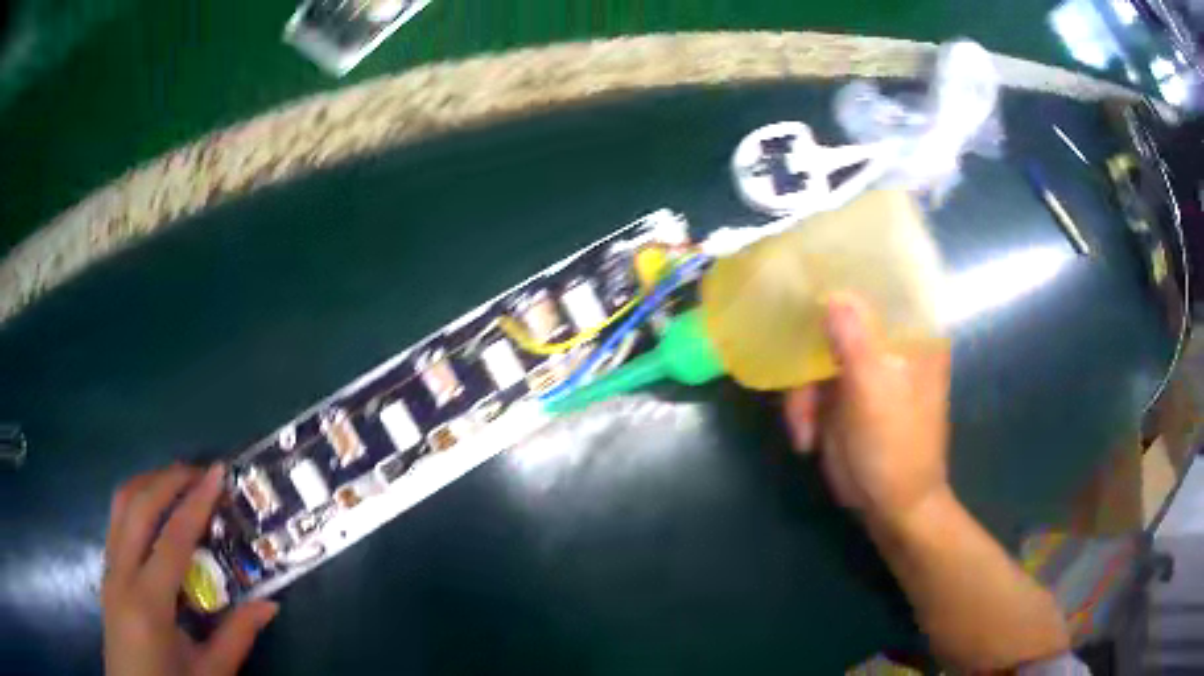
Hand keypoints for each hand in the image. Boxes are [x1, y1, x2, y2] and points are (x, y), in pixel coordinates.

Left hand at [102, 463, 277, 675]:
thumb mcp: (210, 673)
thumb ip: (237, 637)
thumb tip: (269, 604)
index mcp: (149, 604)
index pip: (172, 540)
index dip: (196, 502)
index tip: (217, 473)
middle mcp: (121, 574)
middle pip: (137, 506)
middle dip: (168, 479)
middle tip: (200, 472)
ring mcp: (109, 568)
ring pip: (120, 505)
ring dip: (148, 483)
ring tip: (177, 482)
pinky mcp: (106, 570)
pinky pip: (117, 522)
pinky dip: (136, 502)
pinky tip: (155, 513)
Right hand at [783, 293, 951, 523]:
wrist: (889, 508)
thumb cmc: (894, 448)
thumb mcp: (874, 393)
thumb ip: (854, 341)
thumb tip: (833, 294)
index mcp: (911, 336)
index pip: (880, 287)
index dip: (845, 279)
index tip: (809, 280)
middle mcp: (887, 345)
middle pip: (836, 320)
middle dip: (808, 355)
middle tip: (799, 387)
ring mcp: (862, 371)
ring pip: (815, 355)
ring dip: (801, 394)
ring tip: (804, 430)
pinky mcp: (842, 396)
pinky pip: (809, 384)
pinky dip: (801, 409)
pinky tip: (806, 437)